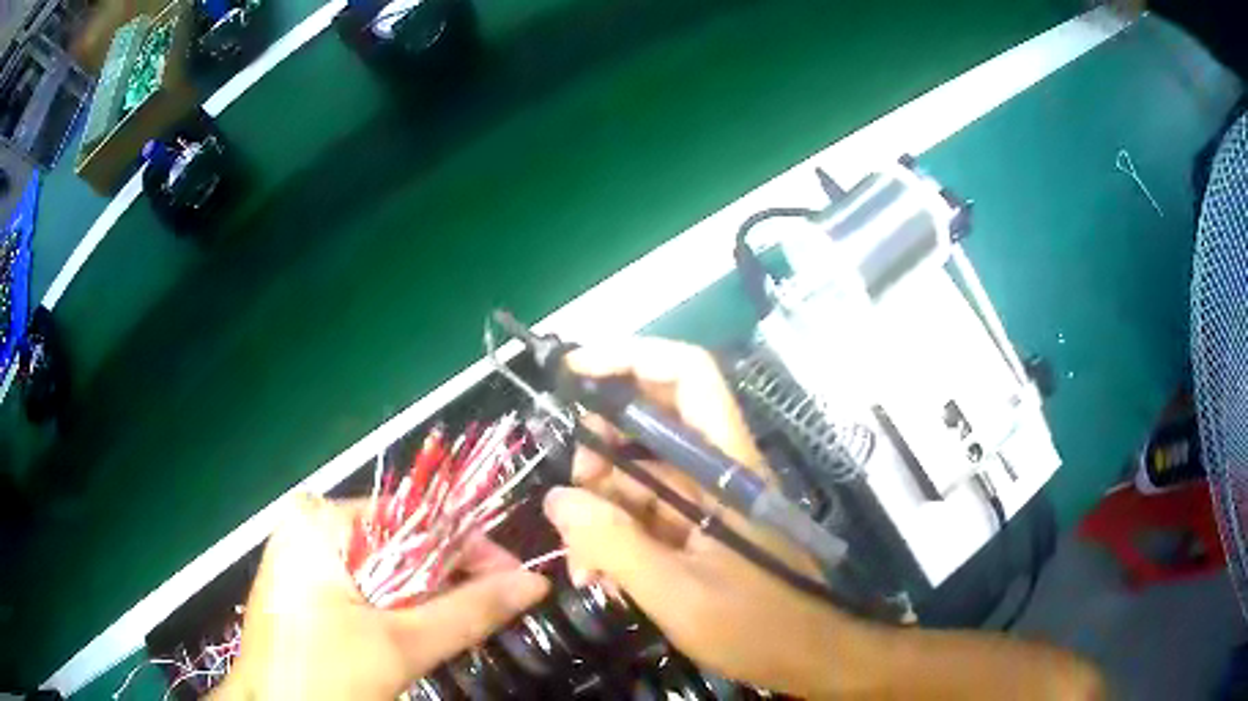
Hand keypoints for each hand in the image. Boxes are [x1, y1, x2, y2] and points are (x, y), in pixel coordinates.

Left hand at [213, 494, 547, 700]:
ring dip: (427, 598)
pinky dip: (398, 609)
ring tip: (462, 623)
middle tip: (496, 608)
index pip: (414, 516)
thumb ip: (467, 610)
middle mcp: (307, 528)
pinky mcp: (304, 589)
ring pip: (385, 570)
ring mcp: (301, 559)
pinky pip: (365, 587)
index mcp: (319, 522)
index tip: (518, 578)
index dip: (471, 547)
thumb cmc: (323, 677)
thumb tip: (532, 583)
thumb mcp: (399, 645)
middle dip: (450, 579)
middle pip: (400, 544)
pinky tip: (416, 632)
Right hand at [543, 338, 858, 696]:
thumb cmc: (758, 626)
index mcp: (726, 466)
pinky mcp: (699, 528)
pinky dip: (616, 535)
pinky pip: (645, 512)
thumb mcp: (679, 594)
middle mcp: (716, 470)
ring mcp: (707, 500)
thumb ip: (616, 546)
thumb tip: (557, 499)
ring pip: (638, 474)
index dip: (632, 357)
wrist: (809, 657)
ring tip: (581, 562)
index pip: (687, 376)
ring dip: (600, 507)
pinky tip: (599, 575)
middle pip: (650, 423)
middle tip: (569, 498)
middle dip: (598, 450)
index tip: (575, 372)